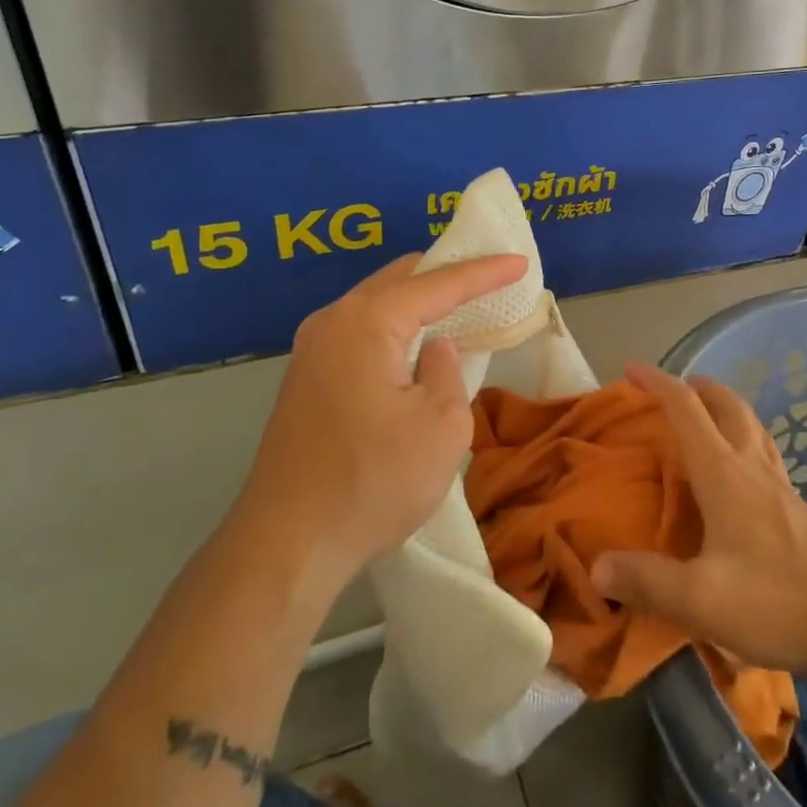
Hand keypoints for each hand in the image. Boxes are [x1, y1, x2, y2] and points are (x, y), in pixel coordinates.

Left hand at [231, 252, 526, 594]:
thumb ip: (447, 370)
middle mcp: (331, 322)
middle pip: (398, 280)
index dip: (483, 272)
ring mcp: (311, 350)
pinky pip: (360, 331)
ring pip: (376, 304)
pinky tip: (416, 345)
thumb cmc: (374, 482)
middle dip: (446, 275)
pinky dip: (395, 327)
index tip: (519, 262)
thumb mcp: (441, 426)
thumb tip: (434, 350)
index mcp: (365, 323)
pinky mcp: (306, 379)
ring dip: (418, 302)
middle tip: (489, 279)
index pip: (437, 284)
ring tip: (459, 307)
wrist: (287, 544)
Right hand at [591, 362, 806, 677]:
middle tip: (672, 389)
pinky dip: (744, 440)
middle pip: (726, 404)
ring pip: (751, 425)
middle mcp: (752, 467)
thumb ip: (647, 581)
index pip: (685, 408)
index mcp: (724, 473)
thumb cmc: (777, 602)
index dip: (655, 382)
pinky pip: (764, 454)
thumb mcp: (700, 600)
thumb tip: (596, 567)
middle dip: (696, 387)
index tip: (629, 369)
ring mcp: (780, 487)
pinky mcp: (797, 510)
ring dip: (724, 408)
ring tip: (704, 418)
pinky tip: (739, 474)